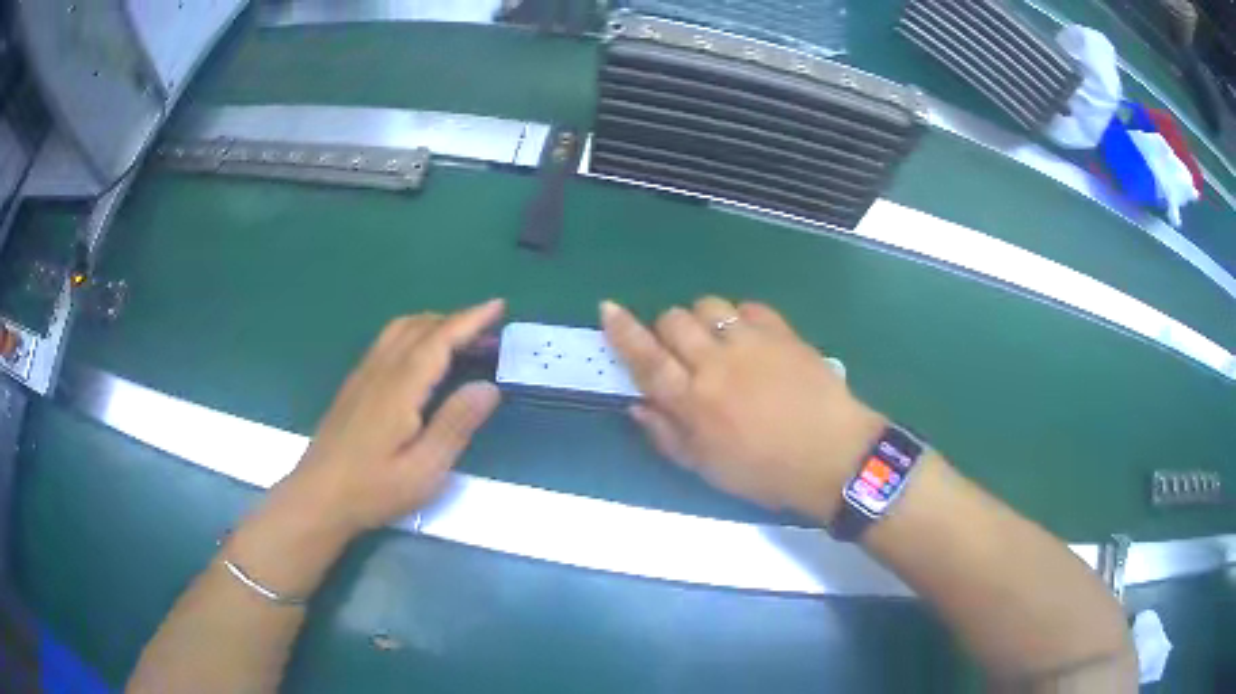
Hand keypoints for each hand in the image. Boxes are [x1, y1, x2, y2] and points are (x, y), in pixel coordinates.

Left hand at [280, 299, 505, 536]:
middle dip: (456, 320)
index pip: (439, 340)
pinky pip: (387, 342)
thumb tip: (489, 387)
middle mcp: (379, 371)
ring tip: (460, 339)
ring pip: (399, 330)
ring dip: (433, 324)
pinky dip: (414, 334)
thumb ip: (455, 425)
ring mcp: (362, 376)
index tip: (498, 305)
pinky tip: (422, 357)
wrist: (317, 497)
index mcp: (399, 388)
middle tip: (488, 331)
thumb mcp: (424, 470)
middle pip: (419, 327)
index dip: (470, 320)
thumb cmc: (373, 490)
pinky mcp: (354, 385)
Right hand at [601, 297, 885, 521]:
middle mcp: (716, 364)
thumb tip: (637, 405)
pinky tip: (750, 339)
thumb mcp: (708, 468)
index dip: (623, 332)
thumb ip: (668, 435)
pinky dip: (741, 318)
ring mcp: (752, 342)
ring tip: (717, 340)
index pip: (646, 358)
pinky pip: (749, 307)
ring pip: (709, 305)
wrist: (832, 455)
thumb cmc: (766, 472)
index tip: (608, 308)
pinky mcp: (783, 332)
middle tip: (683, 351)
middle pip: (674, 321)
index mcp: (693, 402)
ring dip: (703, 318)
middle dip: (668, 328)